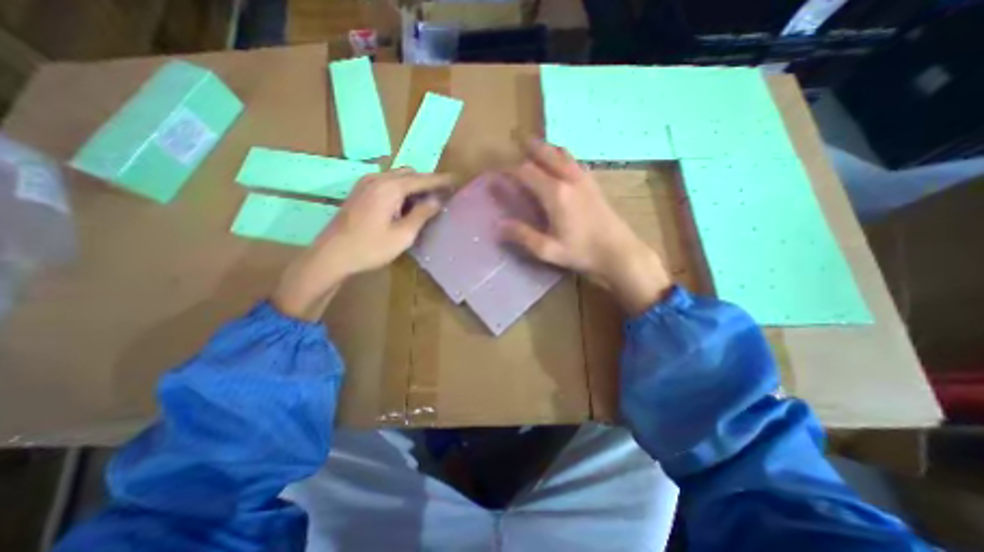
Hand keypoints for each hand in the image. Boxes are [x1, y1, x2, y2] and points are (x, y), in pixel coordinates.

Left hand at [271, 170, 450, 321]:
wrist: (331, 255)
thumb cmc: (370, 248)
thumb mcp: (403, 235)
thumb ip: (422, 214)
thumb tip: (436, 201)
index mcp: (390, 187)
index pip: (422, 179)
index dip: (441, 180)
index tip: (457, 181)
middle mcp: (378, 179)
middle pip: (410, 174)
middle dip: (427, 183)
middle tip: (442, 197)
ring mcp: (366, 183)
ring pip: (398, 177)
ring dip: (414, 186)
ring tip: (426, 203)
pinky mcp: (360, 191)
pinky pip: (387, 183)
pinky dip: (401, 190)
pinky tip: (405, 206)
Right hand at [502, 138, 673, 314]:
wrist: (619, 252)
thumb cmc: (582, 252)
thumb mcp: (548, 250)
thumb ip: (522, 235)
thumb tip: (498, 226)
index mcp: (555, 194)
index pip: (527, 172)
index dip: (510, 170)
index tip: (498, 172)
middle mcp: (569, 179)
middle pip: (546, 154)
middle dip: (530, 148)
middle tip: (517, 143)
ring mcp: (584, 179)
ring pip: (563, 154)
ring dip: (548, 148)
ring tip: (537, 148)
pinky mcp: (594, 184)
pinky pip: (575, 161)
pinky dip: (563, 156)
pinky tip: (561, 164)